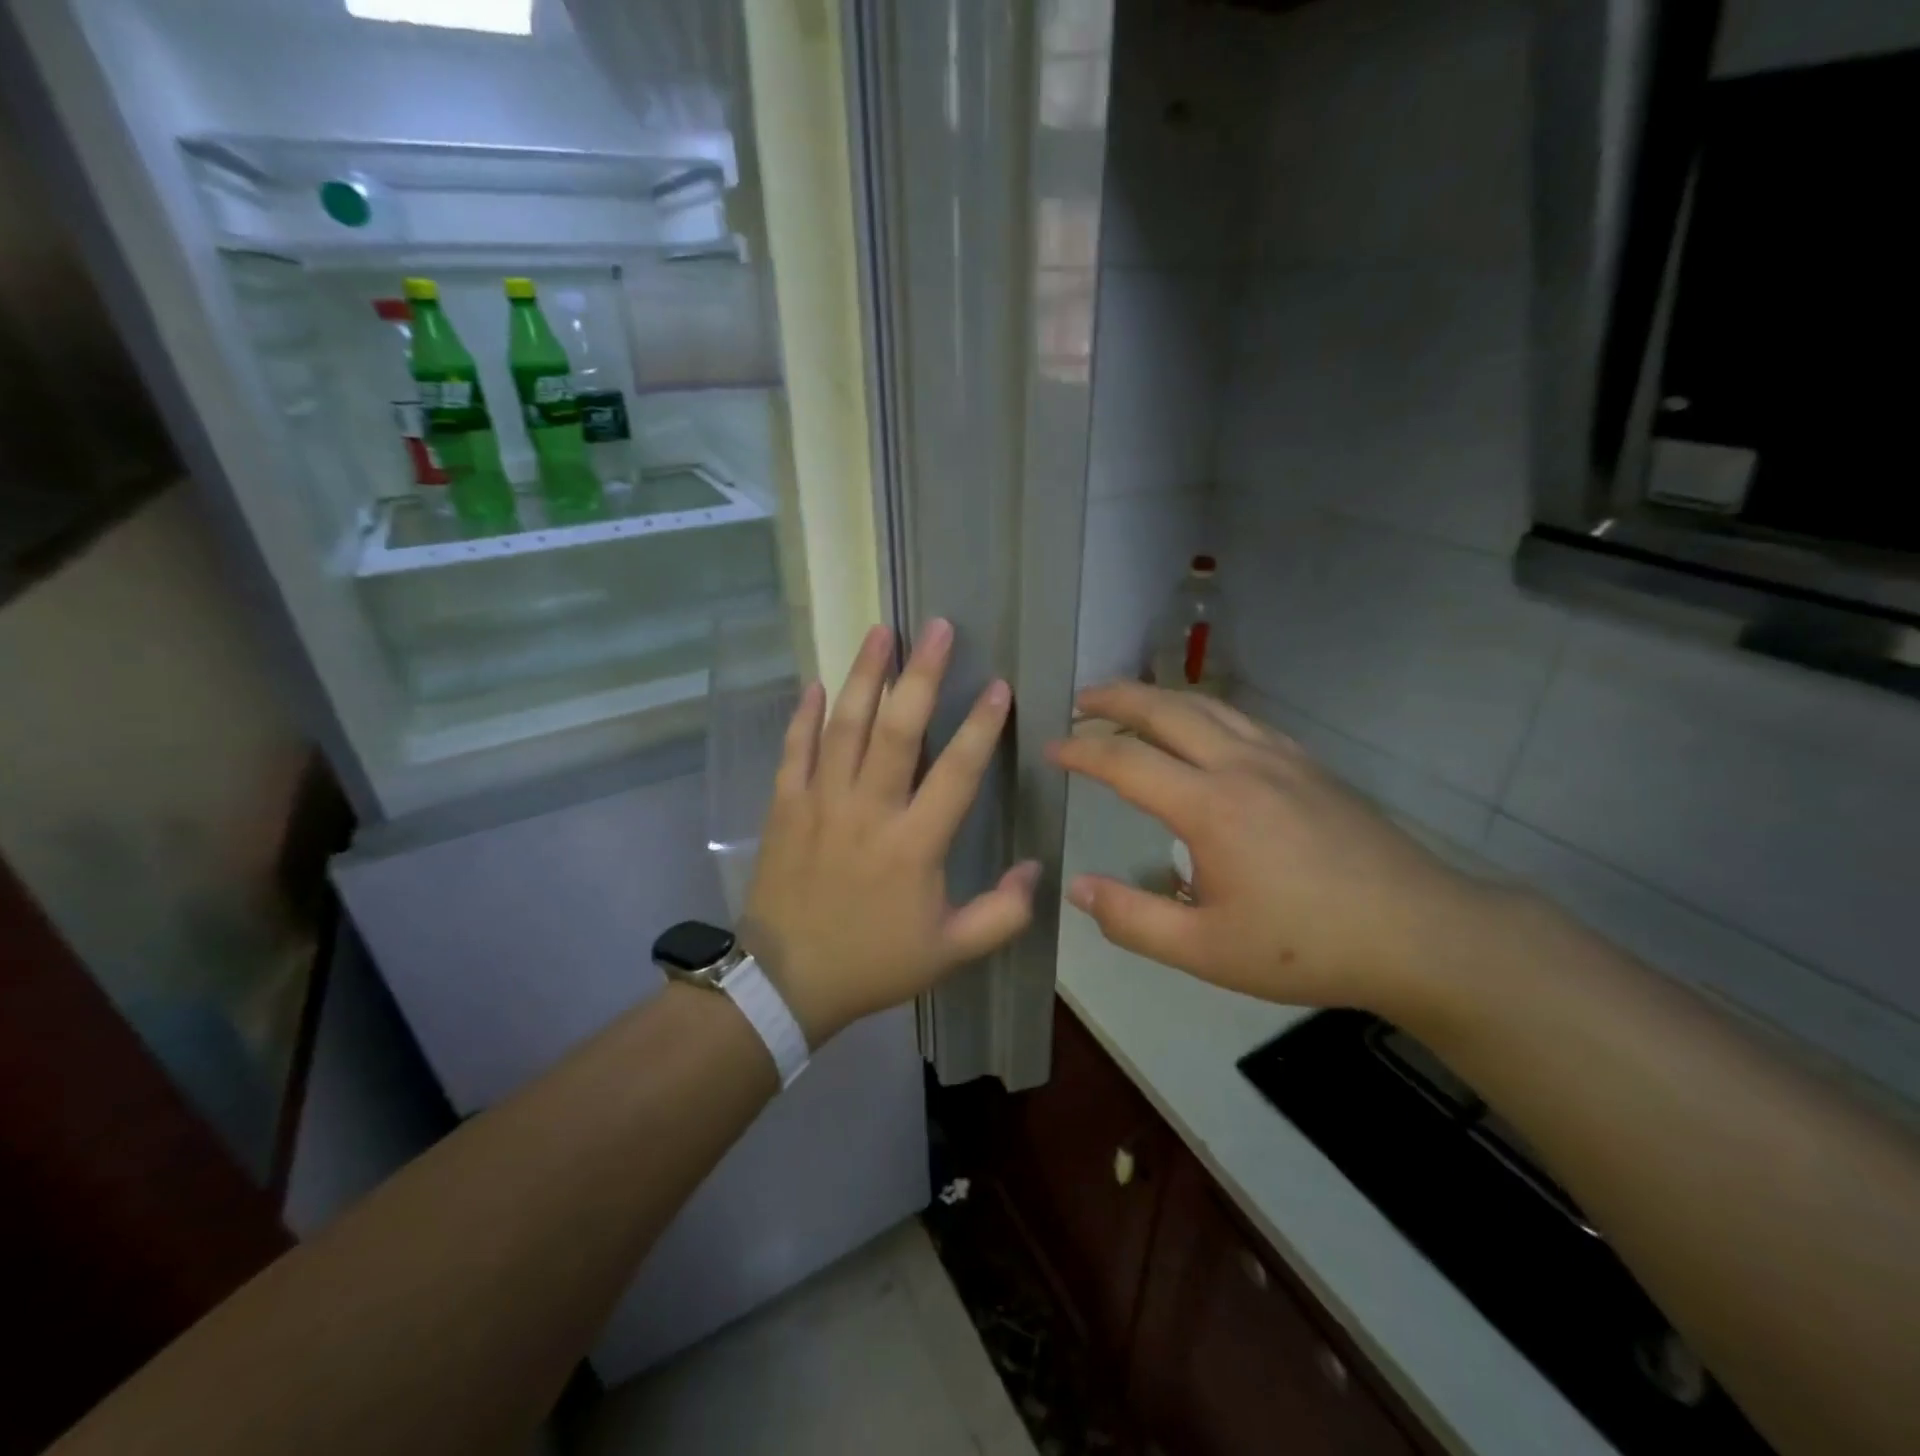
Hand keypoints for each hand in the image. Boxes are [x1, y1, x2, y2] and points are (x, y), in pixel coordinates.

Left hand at [741, 620, 1039, 1046]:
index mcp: (914, 844)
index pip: (956, 772)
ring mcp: (820, 802)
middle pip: (897, 730)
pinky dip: (804, 715)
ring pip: (844, 726)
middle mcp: (868, 810)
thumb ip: (1002, 914)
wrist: (786, 982)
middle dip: (922, 675)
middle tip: (938, 628)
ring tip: (881, 633)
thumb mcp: (950, 952)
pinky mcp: (784, 806)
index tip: (999, 686)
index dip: (981, 726)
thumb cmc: (873, 963)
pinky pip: (794, 750)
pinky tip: (816, 683)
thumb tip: (1035, 868)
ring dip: (864, 675)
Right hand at [1047, 683, 1502, 1016]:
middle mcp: (1240, 765)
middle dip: (1115, 698)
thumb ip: (1133, 919)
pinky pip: (1242, 719)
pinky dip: (1203, 711)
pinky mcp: (1309, 765)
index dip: (1081, 750)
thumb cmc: (1306, 946)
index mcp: (1209, 806)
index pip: (1126, 761)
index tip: (1050, 748)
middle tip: (1079, 699)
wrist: (1420, 933)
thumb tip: (1077, 888)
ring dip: (1159, 697)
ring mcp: (1280, 758)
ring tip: (1129, 703)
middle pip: (1165, 710)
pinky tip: (1202, 730)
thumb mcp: (1205, 950)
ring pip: (1207, 705)